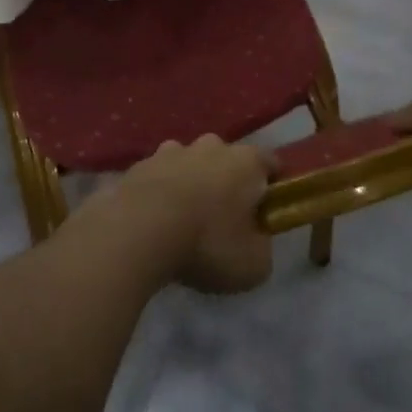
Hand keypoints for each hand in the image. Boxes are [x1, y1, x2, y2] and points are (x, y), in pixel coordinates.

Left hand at [110, 136, 275, 293]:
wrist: (139, 231)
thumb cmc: (207, 244)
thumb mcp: (253, 265)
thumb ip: (262, 247)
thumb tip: (255, 239)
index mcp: (246, 162)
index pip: (270, 163)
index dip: (272, 186)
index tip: (267, 211)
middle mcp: (211, 146)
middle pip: (227, 159)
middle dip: (228, 182)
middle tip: (224, 218)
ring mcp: (172, 151)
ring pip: (189, 163)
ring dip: (191, 183)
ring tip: (184, 219)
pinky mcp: (140, 164)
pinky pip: (159, 176)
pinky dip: (160, 192)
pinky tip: (155, 220)